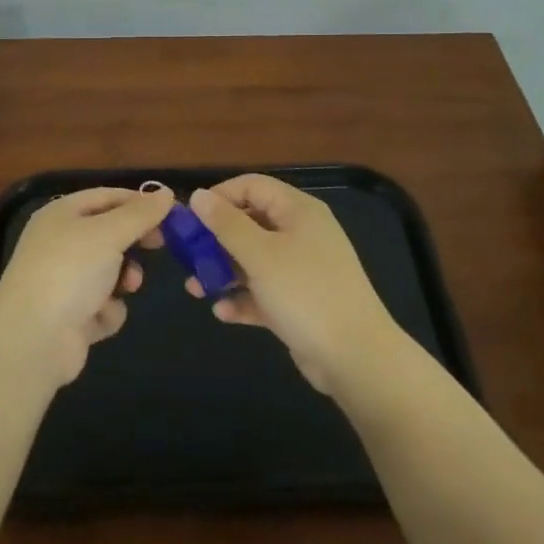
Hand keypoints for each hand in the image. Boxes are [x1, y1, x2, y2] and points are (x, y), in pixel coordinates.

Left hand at [0, 187, 172, 387]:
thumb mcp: (109, 233)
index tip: (170, 213)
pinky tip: (98, 317)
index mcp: (61, 215)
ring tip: (127, 287)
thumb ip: (140, 213)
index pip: (107, 197)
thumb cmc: (70, 271)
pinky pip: (103, 304)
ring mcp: (64, 281)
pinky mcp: (71, 316)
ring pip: (110, 271)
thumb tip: (166, 193)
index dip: (138, 202)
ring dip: (124, 279)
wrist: (33, 340)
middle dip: (133, 243)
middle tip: (159, 246)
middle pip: (109, 234)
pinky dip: (107, 310)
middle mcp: (60, 243)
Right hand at [187, 175, 403, 395]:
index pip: (253, 186)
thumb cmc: (305, 293)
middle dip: (217, 239)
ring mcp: (302, 269)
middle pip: (251, 223)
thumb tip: (199, 195)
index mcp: (298, 211)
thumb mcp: (260, 255)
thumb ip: (226, 224)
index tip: (190, 217)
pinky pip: (264, 292)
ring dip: (225, 271)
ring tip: (196, 289)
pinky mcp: (300, 302)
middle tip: (187, 256)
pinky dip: (244, 299)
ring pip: (254, 260)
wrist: (356, 357)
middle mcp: (301, 233)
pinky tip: (223, 313)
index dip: (220, 196)